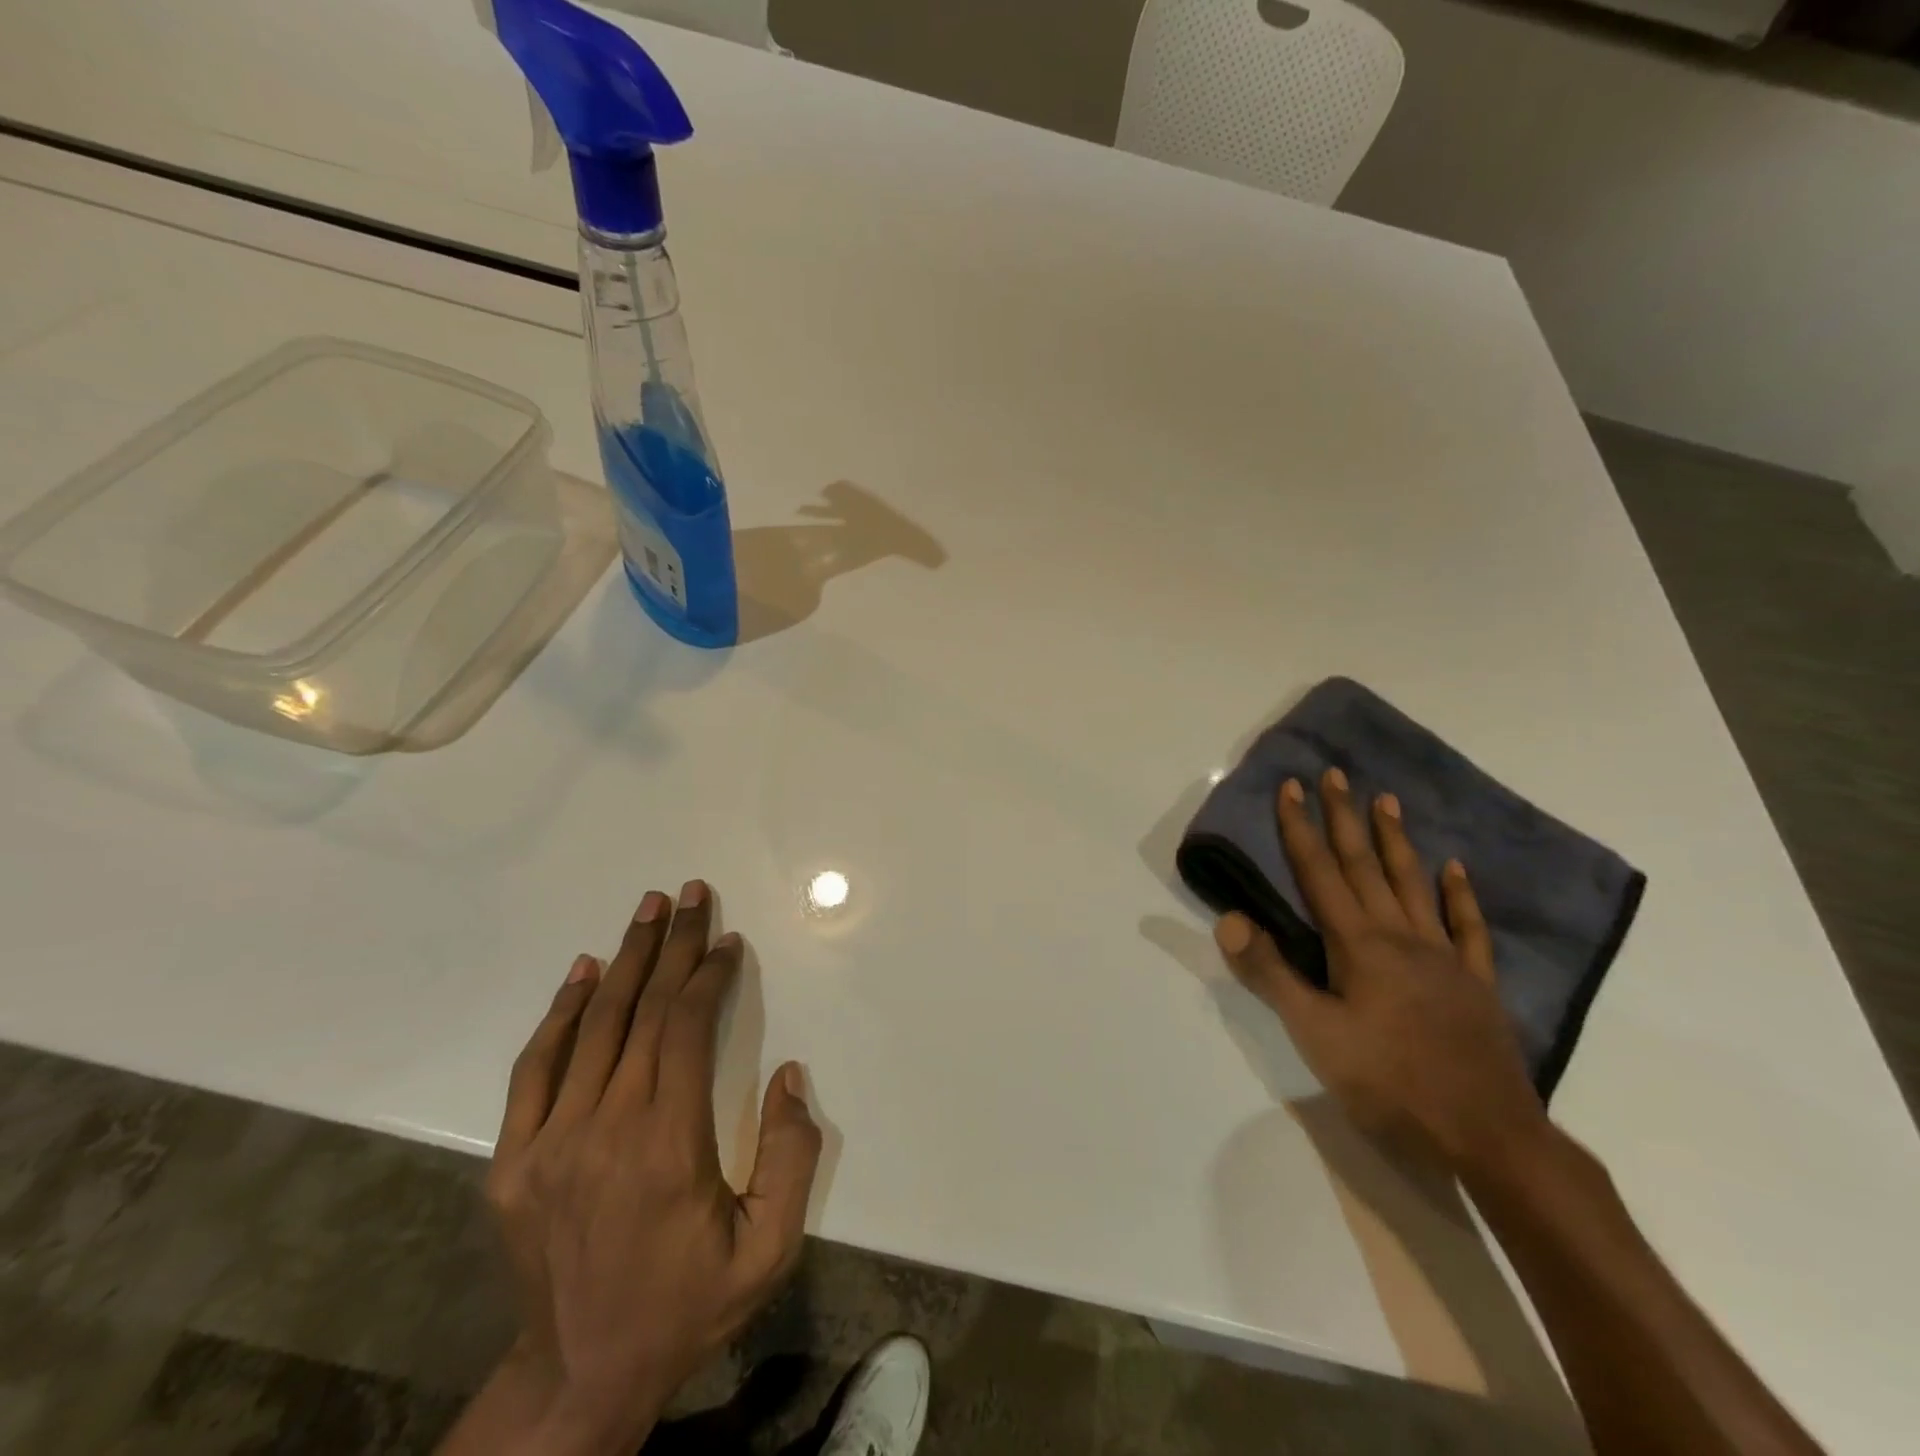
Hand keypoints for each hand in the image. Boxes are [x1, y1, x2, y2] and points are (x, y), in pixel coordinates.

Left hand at [483, 882, 821, 1453]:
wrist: (580, 1376)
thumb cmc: (687, 1305)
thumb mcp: (767, 1249)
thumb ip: (791, 1157)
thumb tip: (790, 1074)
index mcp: (666, 1144)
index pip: (686, 1028)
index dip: (709, 975)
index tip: (728, 943)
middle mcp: (604, 1127)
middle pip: (642, 1010)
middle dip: (674, 945)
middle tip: (691, 893)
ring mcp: (549, 1141)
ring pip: (593, 1025)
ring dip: (625, 958)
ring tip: (649, 909)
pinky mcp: (514, 1159)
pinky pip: (536, 1067)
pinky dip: (561, 1011)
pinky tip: (584, 970)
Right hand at [1212, 770, 1548, 1176]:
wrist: (1488, 1138)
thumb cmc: (1389, 1084)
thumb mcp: (1315, 1034)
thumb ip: (1271, 973)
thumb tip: (1231, 919)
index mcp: (1358, 945)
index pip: (1319, 873)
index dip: (1299, 828)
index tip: (1290, 786)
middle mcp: (1400, 936)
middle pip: (1365, 865)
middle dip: (1344, 817)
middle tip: (1335, 774)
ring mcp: (1444, 957)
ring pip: (1412, 884)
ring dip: (1395, 840)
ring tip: (1385, 800)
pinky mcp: (1476, 983)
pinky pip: (1468, 928)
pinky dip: (1459, 895)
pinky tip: (1454, 869)